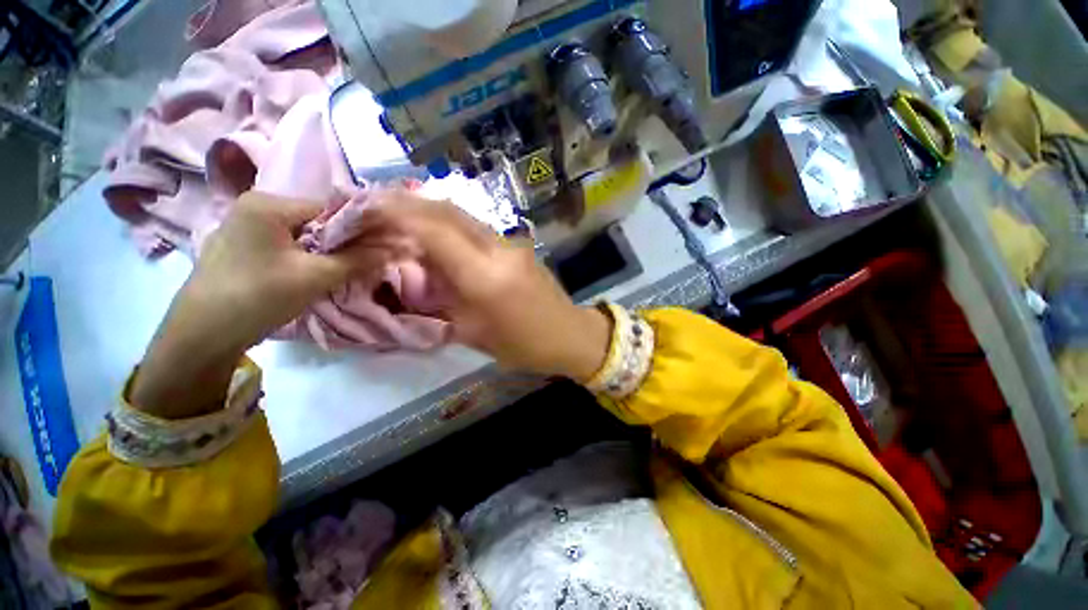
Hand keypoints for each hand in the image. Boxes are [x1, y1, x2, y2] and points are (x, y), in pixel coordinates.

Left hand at [130, 192, 390, 417]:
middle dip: (344, 242)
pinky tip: (316, 273)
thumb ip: (358, 259)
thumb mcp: (315, 276)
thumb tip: (394, 248)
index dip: (360, 228)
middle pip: (317, 221)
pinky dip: (308, 257)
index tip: (382, 247)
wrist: (202, 334)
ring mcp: (247, 227)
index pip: (330, 208)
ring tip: (344, 270)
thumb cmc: (257, 296)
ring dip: (328, 252)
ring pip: (304, 235)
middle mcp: (256, 207)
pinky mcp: (244, 247)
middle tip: (365, 262)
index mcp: (268, 204)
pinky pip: (289, 245)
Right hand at [361, 192, 611, 380]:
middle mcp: (499, 249)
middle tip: (374, 204)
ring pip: (462, 216)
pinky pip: (476, 228)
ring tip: (397, 214)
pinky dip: (449, 224)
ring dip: (428, 211)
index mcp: (485, 276)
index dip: (397, 214)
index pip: (435, 231)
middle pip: (448, 211)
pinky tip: (434, 232)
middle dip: (407, 203)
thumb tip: (416, 275)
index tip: (365, 207)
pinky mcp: (517, 245)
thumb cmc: (523, 345)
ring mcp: (511, 243)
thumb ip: (442, 300)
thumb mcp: (474, 331)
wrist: (570, 334)